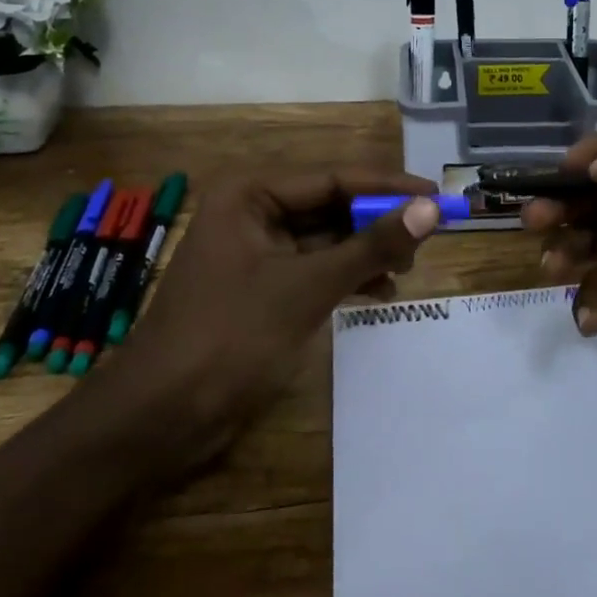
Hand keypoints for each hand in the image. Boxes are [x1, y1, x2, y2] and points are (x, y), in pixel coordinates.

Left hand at [110, 169, 442, 460]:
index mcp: (250, 194)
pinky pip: (313, 269)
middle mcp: (251, 212)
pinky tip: (380, 291)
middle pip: (330, 206)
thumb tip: (431, 209)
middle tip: (427, 237)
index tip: (437, 195)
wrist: (159, 419)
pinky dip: (346, 277)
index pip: (333, 178)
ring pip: (325, 239)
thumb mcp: (307, 287)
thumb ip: (372, 246)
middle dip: (377, 222)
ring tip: (408, 267)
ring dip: (365, 251)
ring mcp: (255, 252)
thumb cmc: (230, 337)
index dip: (388, 187)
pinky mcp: (260, 288)